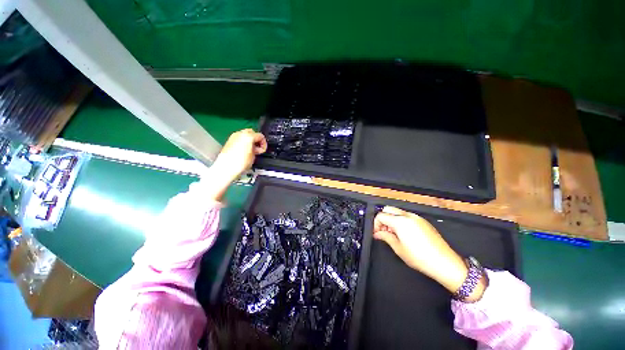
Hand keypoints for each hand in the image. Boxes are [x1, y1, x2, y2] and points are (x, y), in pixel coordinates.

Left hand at [206, 129, 266, 201]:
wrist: (226, 168)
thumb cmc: (240, 163)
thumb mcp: (254, 156)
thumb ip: (257, 148)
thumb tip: (256, 148)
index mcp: (248, 136)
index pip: (260, 136)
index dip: (264, 143)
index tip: (263, 149)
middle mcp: (240, 134)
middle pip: (252, 132)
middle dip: (256, 139)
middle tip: (258, 148)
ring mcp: (233, 137)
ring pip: (245, 134)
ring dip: (249, 140)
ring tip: (251, 150)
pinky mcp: (229, 141)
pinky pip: (239, 138)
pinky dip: (243, 142)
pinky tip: (244, 150)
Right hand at [374, 206, 485, 300]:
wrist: (445, 263)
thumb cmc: (420, 258)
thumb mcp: (398, 249)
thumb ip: (385, 237)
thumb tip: (377, 233)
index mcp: (400, 221)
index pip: (381, 215)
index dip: (375, 224)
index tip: (376, 233)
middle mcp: (408, 216)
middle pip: (388, 209)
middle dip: (383, 219)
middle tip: (383, 232)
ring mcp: (417, 217)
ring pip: (398, 212)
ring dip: (391, 219)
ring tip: (393, 234)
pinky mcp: (423, 221)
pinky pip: (407, 216)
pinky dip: (400, 221)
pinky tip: (403, 234)